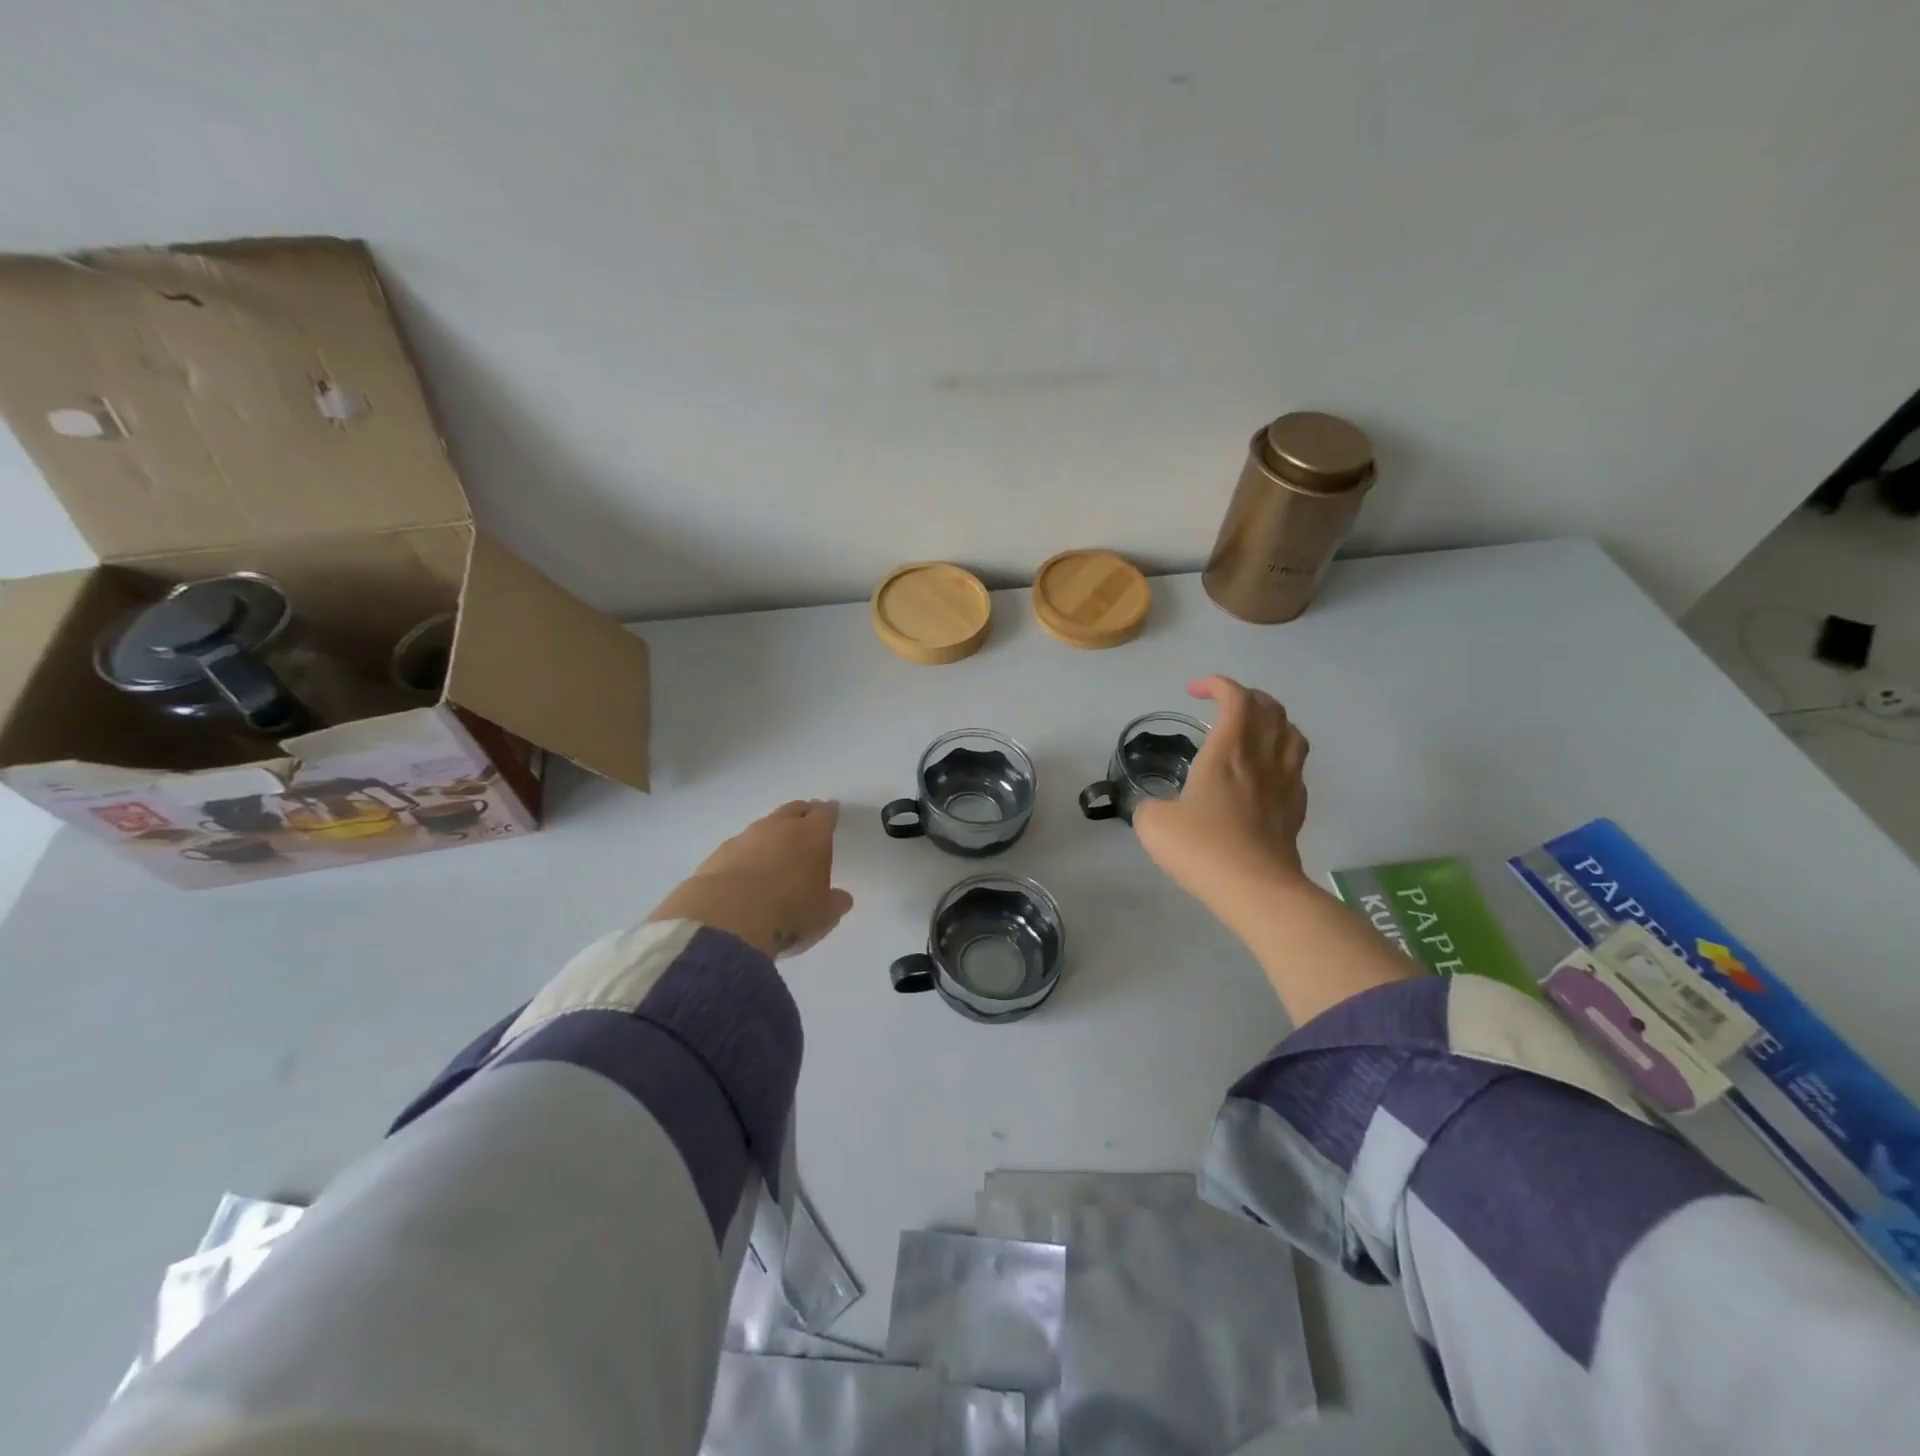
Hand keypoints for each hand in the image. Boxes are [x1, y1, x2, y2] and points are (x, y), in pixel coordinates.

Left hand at [646, 800, 854, 959]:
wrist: (726, 920)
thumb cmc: (788, 913)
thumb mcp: (823, 915)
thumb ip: (834, 903)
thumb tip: (841, 898)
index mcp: (811, 835)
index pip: (824, 814)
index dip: (829, 814)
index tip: (831, 814)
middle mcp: (778, 827)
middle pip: (794, 810)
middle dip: (802, 814)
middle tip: (807, 824)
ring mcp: (745, 838)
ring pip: (764, 827)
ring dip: (771, 835)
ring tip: (775, 854)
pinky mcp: (718, 854)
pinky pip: (739, 847)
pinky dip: (746, 855)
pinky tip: (745, 874)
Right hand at [1134, 676, 1310, 921]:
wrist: (1255, 889)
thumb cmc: (1202, 847)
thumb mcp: (1153, 823)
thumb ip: (1148, 805)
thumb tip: (1153, 806)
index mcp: (1228, 750)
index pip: (1235, 697)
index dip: (1217, 685)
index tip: (1194, 691)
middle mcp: (1262, 757)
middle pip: (1271, 708)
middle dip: (1247, 697)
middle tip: (1223, 707)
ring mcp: (1286, 782)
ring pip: (1292, 733)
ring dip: (1272, 722)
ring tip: (1252, 732)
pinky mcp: (1297, 808)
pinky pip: (1296, 766)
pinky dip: (1281, 755)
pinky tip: (1265, 773)